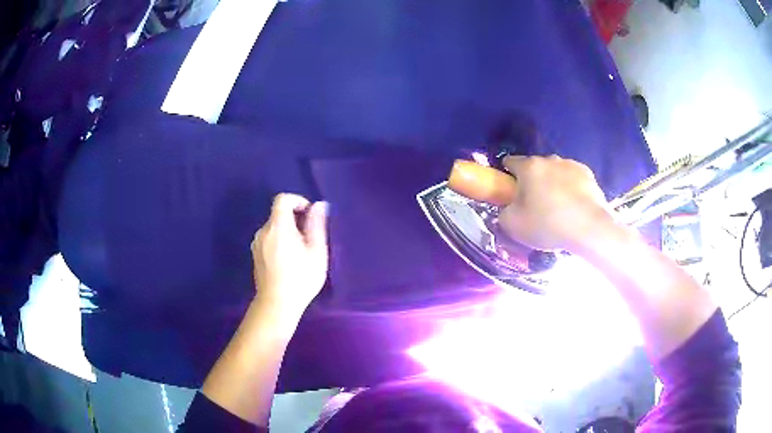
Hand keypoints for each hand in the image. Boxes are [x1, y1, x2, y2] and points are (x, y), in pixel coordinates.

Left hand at [251, 194, 328, 320]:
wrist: (277, 304)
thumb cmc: (300, 278)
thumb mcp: (316, 251)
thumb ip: (317, 225)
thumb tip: (319, 205)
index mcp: (278, 226)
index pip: (283, 199)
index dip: (298, 200)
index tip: (309, 215)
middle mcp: (263, 231)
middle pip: (278, 214)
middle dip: (295, 220)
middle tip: (309, 240)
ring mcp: (256, 244)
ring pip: (274, 228)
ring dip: (287, 232)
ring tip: (300, 253)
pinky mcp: (255, 255)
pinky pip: (269, 239)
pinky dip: (279, 241)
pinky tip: (288, 261)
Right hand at [498, 155, 613, 251]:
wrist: (589, 228)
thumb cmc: (547, 224)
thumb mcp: (512, 225)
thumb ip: (503, 212)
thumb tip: (508, 208)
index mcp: (528, 166)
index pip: (509, 162)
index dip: (506, 176)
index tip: (510, 192)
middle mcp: (549, 159)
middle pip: (534, 168)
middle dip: (532, 182)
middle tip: (534, 206)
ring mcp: (571, 164)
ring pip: (555, 172)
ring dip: (553, 184)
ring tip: (558, 208)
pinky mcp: (588, 174)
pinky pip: (573, 179)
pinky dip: (570, 188)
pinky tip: (574, 207)